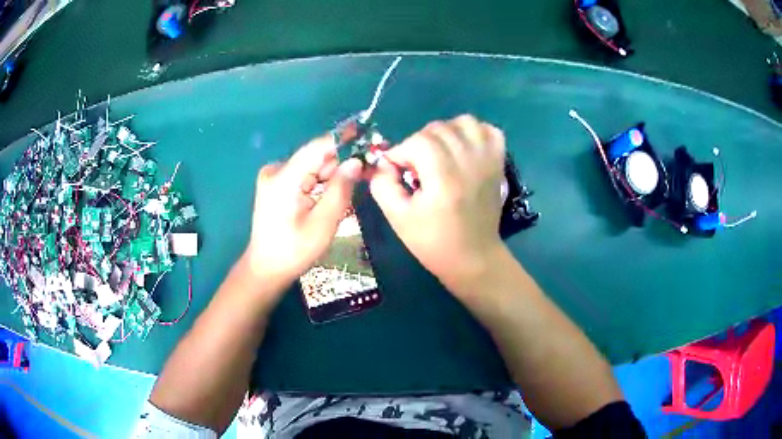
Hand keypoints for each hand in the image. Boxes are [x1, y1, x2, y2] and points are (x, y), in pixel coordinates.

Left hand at [243, 135, 362, 295]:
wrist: (266, 268)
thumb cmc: (294, 251)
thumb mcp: (323, 224)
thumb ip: (340, 190)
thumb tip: (356, 161)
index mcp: (284, 179)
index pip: (317, 147)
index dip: (343, 139)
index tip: (368, 136)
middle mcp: (276, 170)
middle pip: (315, 156)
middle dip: (342, 161)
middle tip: (367, 168)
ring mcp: (274, 176)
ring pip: (312, 166)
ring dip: (333, 173)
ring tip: (355, 183)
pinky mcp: (276, 184)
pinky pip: (304, 174)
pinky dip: (321, 180)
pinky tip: (334, 191)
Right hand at [369, 115, 506, 292]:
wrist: (473, 257)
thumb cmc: (433, 242)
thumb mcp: (397, 217)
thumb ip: (382, 184)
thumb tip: (382, 162)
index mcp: (444, 178)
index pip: (418, 141)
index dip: (401, 152)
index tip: (397, 171)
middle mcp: (469, 163)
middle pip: (438, 129)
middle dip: (418, 143)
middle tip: (415, 167)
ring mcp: (488, 161)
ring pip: (464, 122)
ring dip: (445, 132)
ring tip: (438, 153)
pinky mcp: (498, 163)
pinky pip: (490, 131)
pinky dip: (474, 132)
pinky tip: (463, 149)